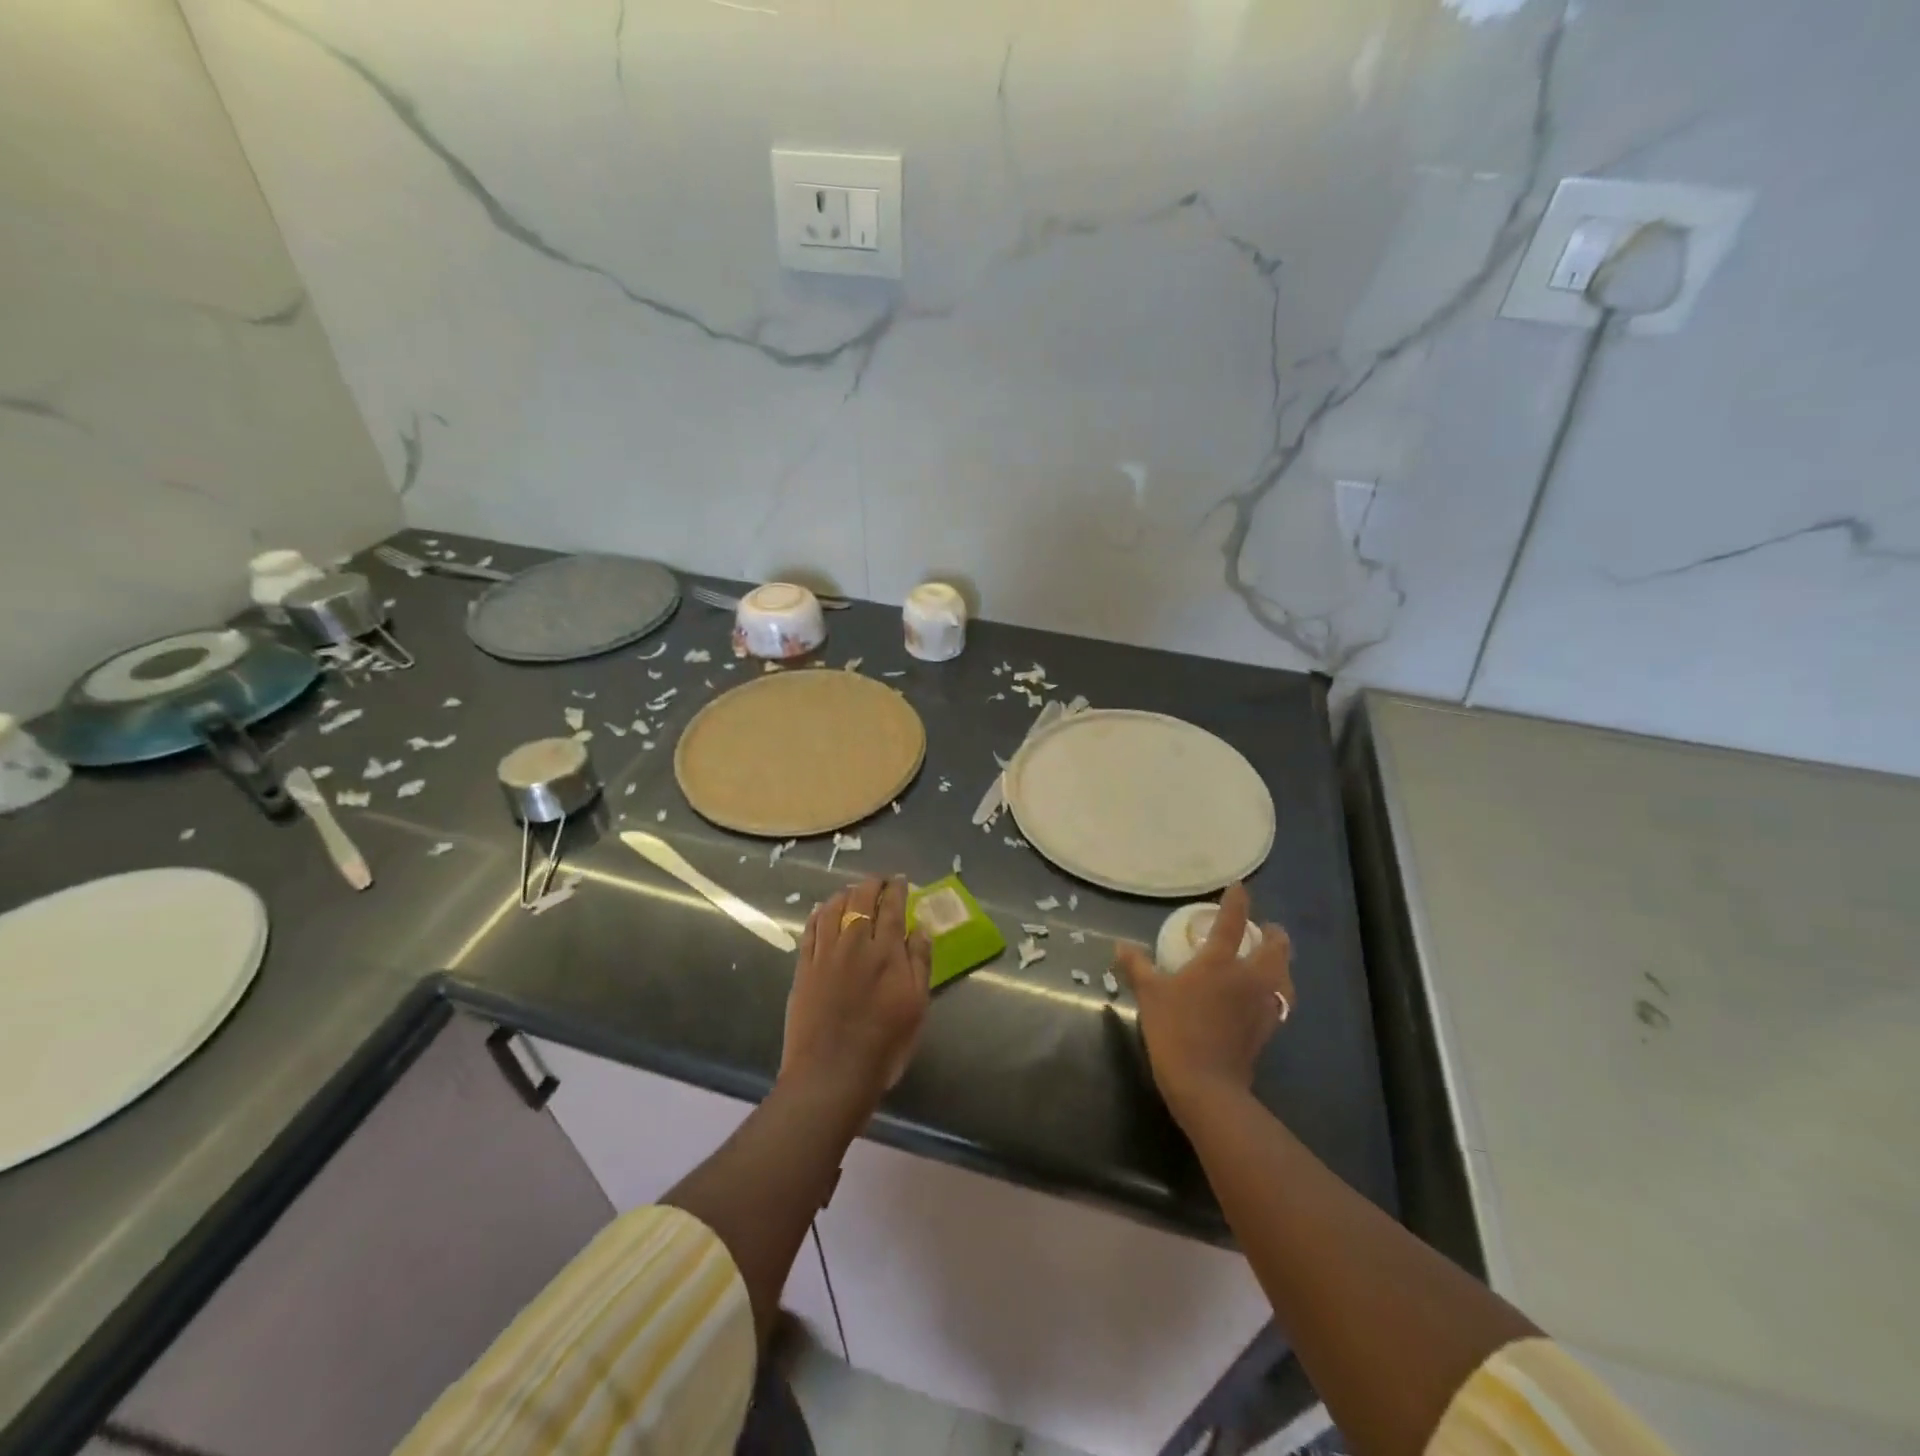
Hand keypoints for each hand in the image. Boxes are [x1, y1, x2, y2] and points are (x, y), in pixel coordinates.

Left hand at [780, 875, 932, 1117]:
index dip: (897, 889)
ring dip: (845, 893)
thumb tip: (920, 928)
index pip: (892, 907)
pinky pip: (810, 930)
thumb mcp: (916, 1006)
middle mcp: (854, 943)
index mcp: (886, 951)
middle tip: (880, 881)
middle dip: (872, 885)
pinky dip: (818, 914)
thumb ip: (920, 963)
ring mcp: (825, 954)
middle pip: (861, 900)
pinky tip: (822, 909)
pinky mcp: (803, 968)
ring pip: (833, 909)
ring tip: (852, 890)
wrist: (831, 1075)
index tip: (901, 880)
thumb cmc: (884, 1045)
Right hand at [1115, 883, 1292, 1124]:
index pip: (1232, 922)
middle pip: (1275, 949)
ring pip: (1285, 976)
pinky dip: (1277, 992)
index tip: (1240, 887)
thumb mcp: (1149, 994)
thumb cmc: (1175, 1029)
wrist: (1205, 1084)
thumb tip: (1121, 945)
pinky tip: (1267, 998)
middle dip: (1275, 934)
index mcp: (1220, 962)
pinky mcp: (1267, 1030)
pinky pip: (1280, 1002)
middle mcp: (1249, 978)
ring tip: (1274, 961)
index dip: (1237, 901)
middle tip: (1267, 929)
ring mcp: (1263, 1005)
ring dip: (1282, 964)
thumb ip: (1137, 966)